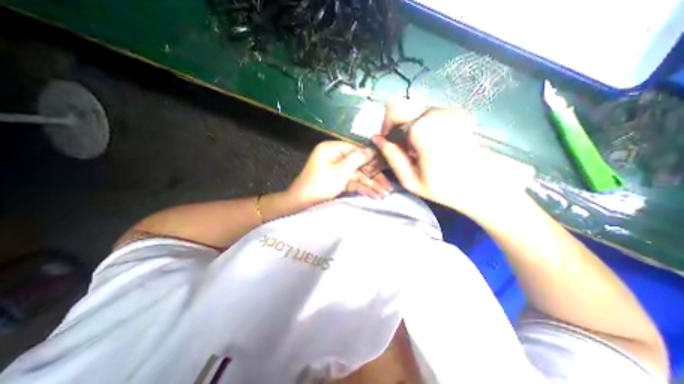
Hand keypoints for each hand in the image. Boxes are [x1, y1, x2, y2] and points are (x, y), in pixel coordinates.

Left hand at [286, 139, 392, 205]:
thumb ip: (357, 159)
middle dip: (374, 177)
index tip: (387, 165)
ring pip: (357, 176)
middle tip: (388, 187)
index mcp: (333, 149)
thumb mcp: (340, 171)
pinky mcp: (338, 181)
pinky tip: (374, 195)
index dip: (372, 158)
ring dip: (371, 185)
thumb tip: (372, 149)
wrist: (302, 203)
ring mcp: (337, 170)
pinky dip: (362, 189)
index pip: (357, 149)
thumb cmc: (320, 184)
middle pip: (359, 165)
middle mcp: (336, 157)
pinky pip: (352, 183)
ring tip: (385, 194)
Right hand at [374, 99, 533, 218]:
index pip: (392, 112)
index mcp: (422, 129)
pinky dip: (424, 127)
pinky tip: (432, 144)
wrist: (484, 188)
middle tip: (404, 148)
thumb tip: (376, 139)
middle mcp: (436, 113)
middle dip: (397, 126)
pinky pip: (429, 114)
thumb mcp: (410, 180)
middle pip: (403, 106)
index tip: (391, 145)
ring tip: (419, 150)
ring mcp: (449, 110)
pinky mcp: (458, 113)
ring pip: (415, 111)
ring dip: (411, 128)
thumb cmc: (445, 189)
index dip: (386, 129)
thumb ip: (392, 157)